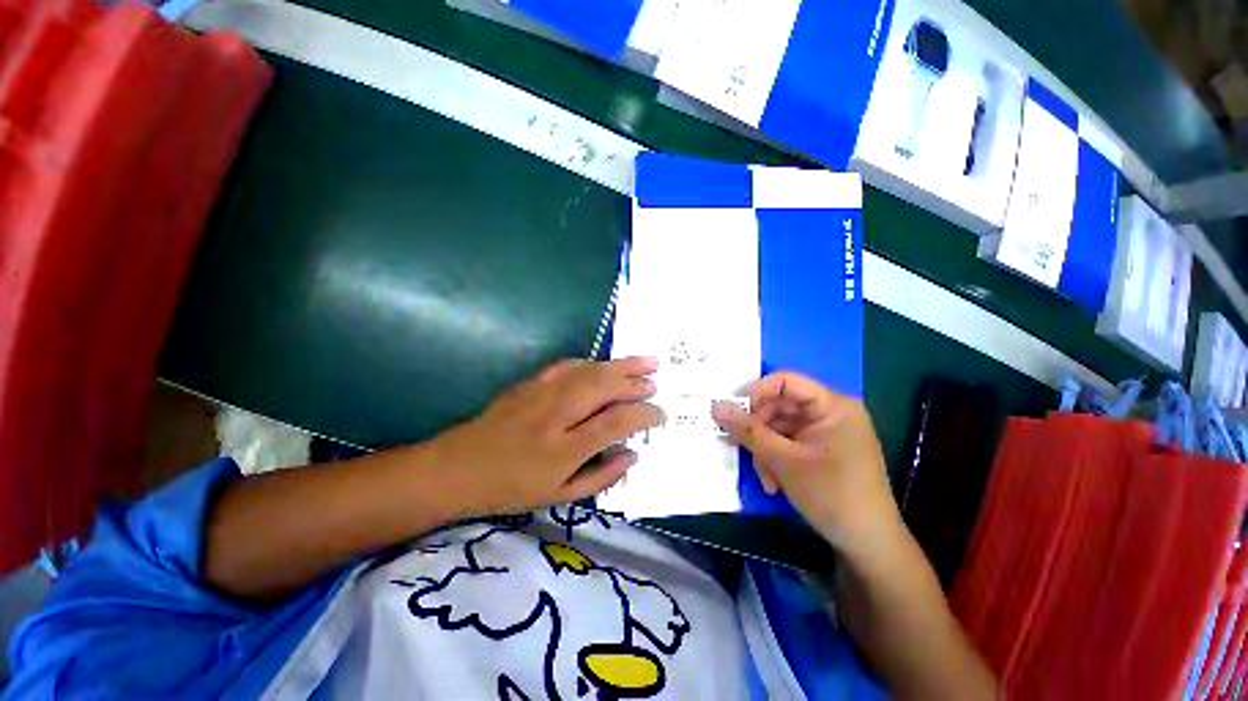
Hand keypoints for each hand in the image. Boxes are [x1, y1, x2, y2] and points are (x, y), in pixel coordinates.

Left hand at [432, 357, 663, 515]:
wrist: (460, 467)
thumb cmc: (513, 489)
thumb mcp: (560, 497)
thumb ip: (603, 476)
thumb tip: (634, 453)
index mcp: (564, 450)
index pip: (616, 423)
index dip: (644, 415)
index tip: (660, 414)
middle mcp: (556, 416)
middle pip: (605, 388)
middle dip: (636, 383)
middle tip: (656, 384)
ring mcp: (542, 394)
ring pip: (591, 371)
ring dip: (622, 365)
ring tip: (648, 361)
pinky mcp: (532, 381)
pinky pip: (570, 364)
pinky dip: (594, 362)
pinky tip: (607, 364)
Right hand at [712, 372, 900, 548]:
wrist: (868, 545)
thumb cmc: (831, 495)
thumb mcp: (783, 460)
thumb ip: (748, 430)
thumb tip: (715, 407)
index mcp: (833, 405)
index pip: (785, 382)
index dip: (755, 392)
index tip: (730, 410)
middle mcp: (830, 413)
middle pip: (780, 406)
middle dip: (758, 430)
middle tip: (736, 445)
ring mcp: (826, 432)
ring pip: (780, 428)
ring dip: (765, 450)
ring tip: (765, 478)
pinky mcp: (821, 449)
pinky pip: (788, 443)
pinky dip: (776, 459)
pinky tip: (774, 483)